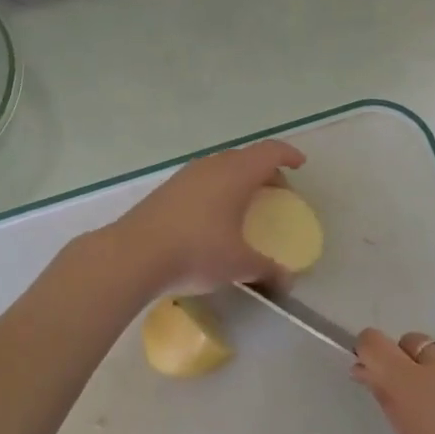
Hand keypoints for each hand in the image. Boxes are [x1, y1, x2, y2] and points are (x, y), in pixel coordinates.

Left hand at [105, 139, 306, 295]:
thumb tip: (287, 281)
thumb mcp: (239, 265)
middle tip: (276, 193)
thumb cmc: (196, 251)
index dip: (288, 155)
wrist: (134, 254)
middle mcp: (212, 166)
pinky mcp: (166, 190)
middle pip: (245, 157)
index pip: (269, 152)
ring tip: (244, 205)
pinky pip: (202, 180)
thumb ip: (268, 270)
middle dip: (265, 171)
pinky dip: (217, 189)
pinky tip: (212, 217)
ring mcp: (185, 176)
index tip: (300, 165)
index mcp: (236, 174)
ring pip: (220, 167)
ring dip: (238, 180)